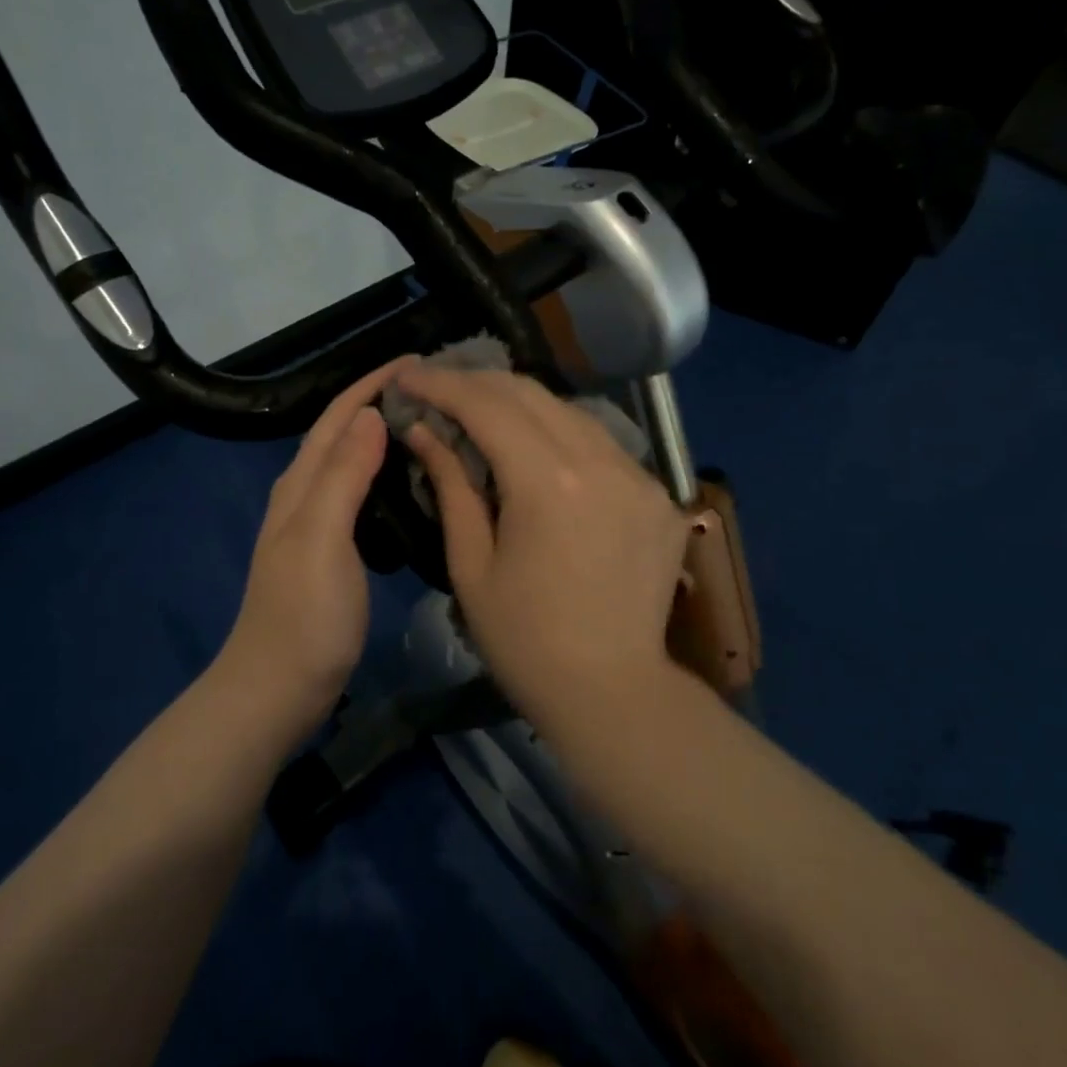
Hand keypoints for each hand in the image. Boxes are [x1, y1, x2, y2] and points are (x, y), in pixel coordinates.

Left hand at [215, 358, 410, 740]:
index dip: (373, 384)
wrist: (278, 688)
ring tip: (432, 425)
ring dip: (385, 436)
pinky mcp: (332, 552)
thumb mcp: (322, 538)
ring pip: (353, 463)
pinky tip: (412, 484)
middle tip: (437, 390)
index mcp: (302, 484)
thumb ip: (344, 476)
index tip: (419, 361)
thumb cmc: (304, 614)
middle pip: (344, 433)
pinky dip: (385, 476)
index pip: (339, 416)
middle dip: (382, 402)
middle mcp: (305, 495)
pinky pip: (361, 495)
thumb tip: (371, 414)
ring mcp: (317, 525)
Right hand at [398, 365, 690, 707]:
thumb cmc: (525, 640)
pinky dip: (560, 435)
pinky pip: (601, 444)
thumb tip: (423, 431)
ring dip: (520, 405)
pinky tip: (537, 451)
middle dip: (477, 383)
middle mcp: (602, 462)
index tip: (408, 374)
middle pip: (530, 394)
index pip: (487, 406)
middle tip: (438, 388)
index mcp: (549, 483)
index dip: (441, 384)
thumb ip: (451, 486)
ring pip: (569, 412)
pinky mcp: (659, 495)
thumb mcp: (472, 564)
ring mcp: (640, 476)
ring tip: (481, 413)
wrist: (613, 692)